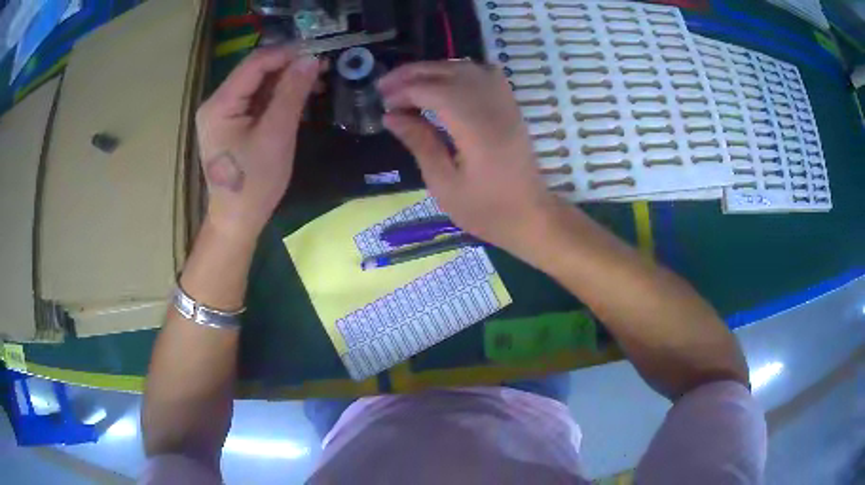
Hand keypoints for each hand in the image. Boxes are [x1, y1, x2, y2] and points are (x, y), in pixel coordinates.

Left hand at [196, 47, 321, 235]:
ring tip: (316, 82)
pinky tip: (299, 97)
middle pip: (255, 71)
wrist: (237, 220)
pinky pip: (256, 100)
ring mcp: (222, 113)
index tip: (319, 54)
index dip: (287, 54)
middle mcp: (216, 103)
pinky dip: (278, 96)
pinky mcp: (231, 123)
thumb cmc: (254, 183)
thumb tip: (311, 59)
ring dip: (286, 80)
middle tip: (321, 69)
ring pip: (258, 84)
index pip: (255, 63)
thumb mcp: (276, 135)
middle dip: (288, 67)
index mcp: (220, 104)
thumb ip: (292, 93)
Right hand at [377, 61, 560, 256]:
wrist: (531, 216)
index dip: (405, 91)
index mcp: (476, 129)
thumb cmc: (486, 210)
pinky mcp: (511, 106)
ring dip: (434, 69)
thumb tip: (390, 116)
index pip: (435, 91)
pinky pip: (485, 73)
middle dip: (413, 73)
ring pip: (467, 67)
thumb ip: (420, 143)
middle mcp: (493, 106)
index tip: (383, 102)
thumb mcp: (444, 184)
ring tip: (409, 83)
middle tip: (385, 85)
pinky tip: (444, 83)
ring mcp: (506, 103)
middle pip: (450, 72)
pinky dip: (459, 71)